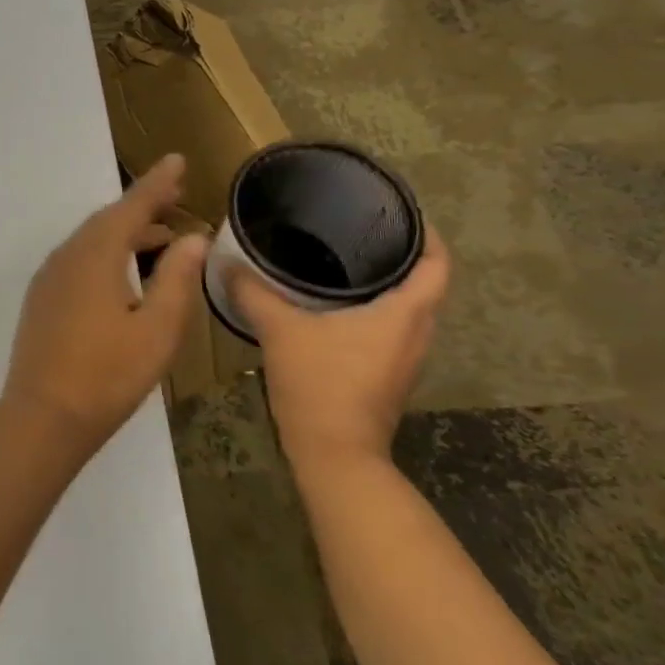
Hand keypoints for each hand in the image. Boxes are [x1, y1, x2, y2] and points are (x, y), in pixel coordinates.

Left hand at [4, 154, 208, 451]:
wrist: (43, 416)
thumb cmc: (108, 375)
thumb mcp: (157, 330)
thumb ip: (177, 279)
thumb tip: (192, 238)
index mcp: (95, 256)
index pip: (130, 207)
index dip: (155, 184)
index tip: (176, 160)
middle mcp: (67, 257)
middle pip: (108, 220)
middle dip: (142, 205)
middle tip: (175, 195)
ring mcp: (50, 278)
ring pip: (91, 240)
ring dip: (126, 231)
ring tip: (162, 234)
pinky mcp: (43, 299)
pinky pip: (79, 260)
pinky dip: (106, 252)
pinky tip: (125, 271)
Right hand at [228, 228, 450, 476]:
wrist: (334, 452)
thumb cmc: (319, 383)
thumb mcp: (280, 329)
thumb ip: (254, 292)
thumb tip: (227, 262)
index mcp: (405, 313)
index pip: (438, 264)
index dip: (429, 234)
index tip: (402, 212)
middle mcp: (417, 333)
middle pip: (425, 284)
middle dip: (401, 255)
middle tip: (361, 230)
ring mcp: (406, 358)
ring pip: (408, 308)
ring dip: (387, 285)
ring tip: (345, 260)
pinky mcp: (388, 375)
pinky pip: (391, 329)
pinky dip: (374, 310)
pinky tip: (334, 306)